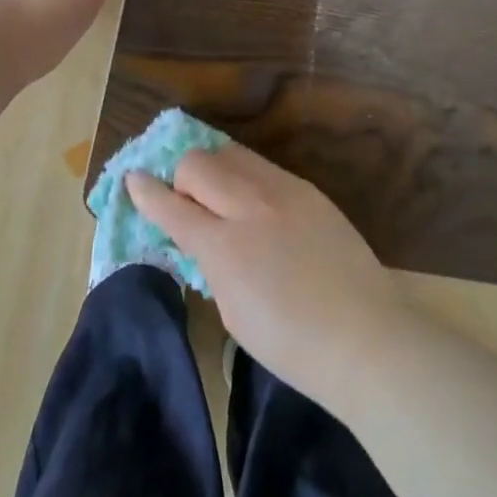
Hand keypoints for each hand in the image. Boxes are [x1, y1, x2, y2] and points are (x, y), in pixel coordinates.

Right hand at [127, 144, 414, 407]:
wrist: (364, 334)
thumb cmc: (292, 344)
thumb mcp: (234, 312)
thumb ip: (212, 263)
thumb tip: (202, 237)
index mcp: (225, 246)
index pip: (172, 206)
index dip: (147, 192)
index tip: (132, 179)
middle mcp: (249, 205)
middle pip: (198, 163)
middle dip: (180, 176)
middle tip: (184, 199)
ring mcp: (282, 189)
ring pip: (230, 152)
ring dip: (213, 167)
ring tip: (216, 192)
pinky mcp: (306, 187)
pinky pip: (262, 165)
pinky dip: (244, 174)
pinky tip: (250, 198)